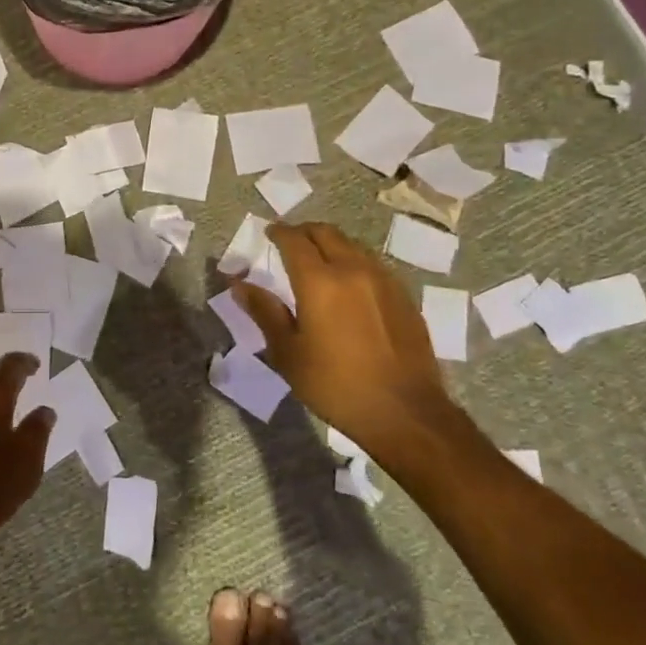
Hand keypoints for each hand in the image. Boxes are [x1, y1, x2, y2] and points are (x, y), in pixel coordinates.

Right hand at [233, 222, 457, 462]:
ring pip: (353, 245)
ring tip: (319, 261)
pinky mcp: (404, 296)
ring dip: (331, 244)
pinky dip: (354, 262)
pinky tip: (350, 285)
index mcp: (319, 281)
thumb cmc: (336, 385)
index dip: (279, 232)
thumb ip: (264, 312)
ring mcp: (384, 280)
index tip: (269, 232)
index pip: (294, 241)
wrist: (405, 413)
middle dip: (304, 232)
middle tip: (290, 242)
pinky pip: (373, 264)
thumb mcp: (288, 353)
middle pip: (326, 233)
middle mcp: (353, 270)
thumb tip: (240, 285)